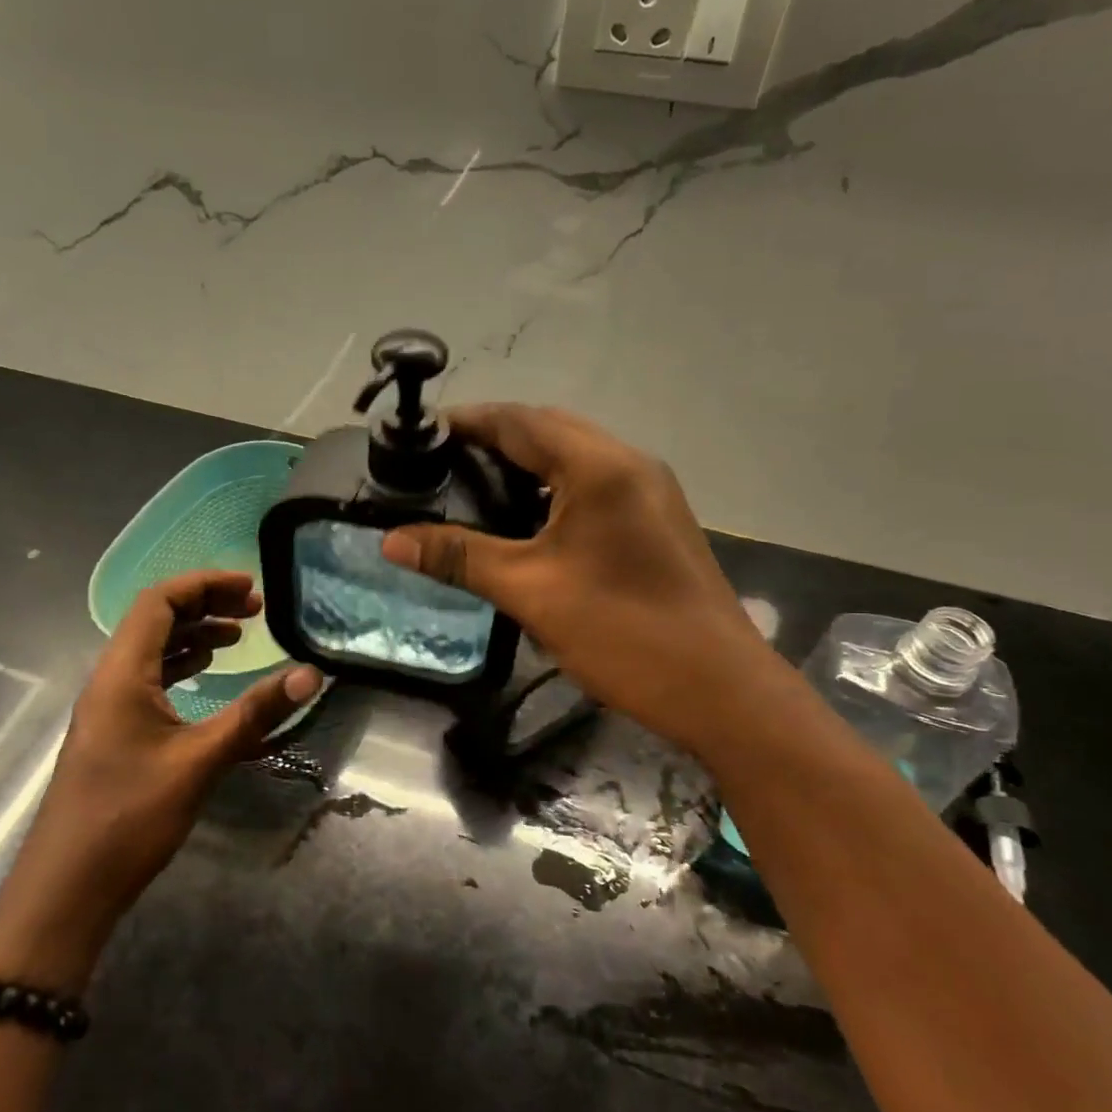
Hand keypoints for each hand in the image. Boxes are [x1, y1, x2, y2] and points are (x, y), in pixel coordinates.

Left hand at [0, 571, 321, 990]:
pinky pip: (149, 679)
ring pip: (152, 650)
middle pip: (154, 620)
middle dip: (205, 606)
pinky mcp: (114, 733)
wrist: (66, 892)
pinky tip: (207, 676)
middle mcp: (109, 680)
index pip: (158, 602)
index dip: (204, 585)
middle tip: (254, 609)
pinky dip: (182, 666)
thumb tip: (310, 672)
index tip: (250, 588)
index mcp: (121, 674)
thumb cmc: (129, 819)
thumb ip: (256, 713)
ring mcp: (108, 708)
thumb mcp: (200, 761)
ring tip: (239, 637)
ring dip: (194, 636)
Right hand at [383, 405, 766, 751]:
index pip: (520, 421)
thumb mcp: (531, 592)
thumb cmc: (624, 632)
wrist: (720, 690)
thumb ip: (460, 557)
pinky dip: (553, 488)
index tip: (420, 434)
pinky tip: (524, 520)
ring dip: (525, 462)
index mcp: (601, 467)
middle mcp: (630, 463)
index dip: (467, 422)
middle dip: (493, 438)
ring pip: (574, 457)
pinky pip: (594, 485)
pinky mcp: (656, 521)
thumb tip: (391, 541)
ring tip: (471, 486)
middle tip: (439, 463)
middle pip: (549, 430)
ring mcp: (650, 492)